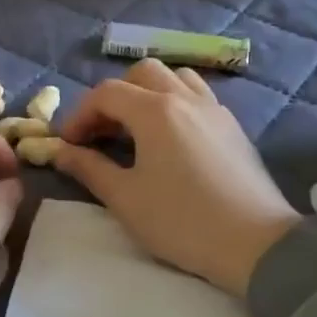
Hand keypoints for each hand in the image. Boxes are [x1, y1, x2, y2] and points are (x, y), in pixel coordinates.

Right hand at [54, 59, 299, 295]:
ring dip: (148, 93)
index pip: (106, 93)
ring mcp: (214, 109)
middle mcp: (185, 98)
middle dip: (114, 97)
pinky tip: (171, 138)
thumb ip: (89, 168)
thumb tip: (61, 151)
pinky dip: (175, 102)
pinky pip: (198, 95)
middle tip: (102, 133)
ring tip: (137, 129)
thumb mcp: (125, 198)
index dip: (80, 114)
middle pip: (141, 73)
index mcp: (155, 111)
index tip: (69, 144)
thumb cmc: (182, 221)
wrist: (255, 243)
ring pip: (175, 78)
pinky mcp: (233, 126)